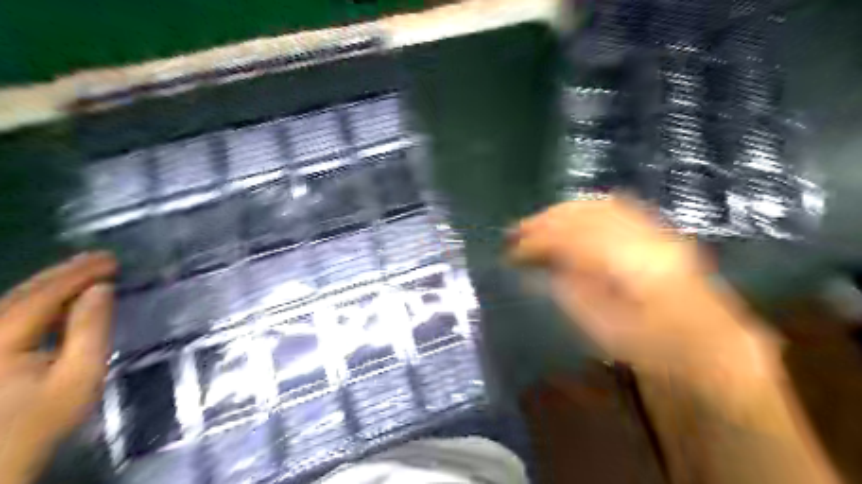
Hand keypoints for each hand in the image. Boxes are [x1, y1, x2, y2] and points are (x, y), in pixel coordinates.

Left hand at [1, 254, 115, 483]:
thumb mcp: (79, 376)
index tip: (113, 260)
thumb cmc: (44, 419)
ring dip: (52, 282)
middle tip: (102, 257)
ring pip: (13, 300)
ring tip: (85, 269)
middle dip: (65, 272)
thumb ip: (91, 330)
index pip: (43, 295)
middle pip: (23, 293)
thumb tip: (102, 290)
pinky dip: (39, 298)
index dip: (79, 274)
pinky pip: (11, 313)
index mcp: (1, 339)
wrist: (1, 457)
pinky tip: (59, 294)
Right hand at [507, 196, 778, 373]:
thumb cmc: (654, 347)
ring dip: (563, 211)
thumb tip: (542, 266)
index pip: (570, 240)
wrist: (711, 346)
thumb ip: (571, 292)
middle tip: (516, 231)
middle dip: (545, 220)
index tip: (511, 251)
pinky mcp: (660, 231)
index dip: (536, 242)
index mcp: (629, 267)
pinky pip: (617, 208)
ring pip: (599, 206)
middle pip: (584, 215)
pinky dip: (587, 209)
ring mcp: (655, 230)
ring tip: (538, 222)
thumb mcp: (606, 329)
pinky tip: (571, 216)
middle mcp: (642, 238)